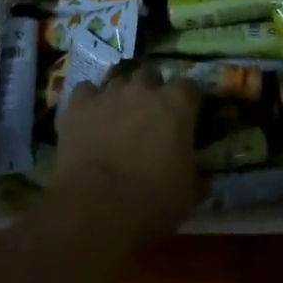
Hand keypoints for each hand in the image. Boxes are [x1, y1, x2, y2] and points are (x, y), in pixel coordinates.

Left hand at [54, 69, 201, 241]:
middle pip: (151, 75)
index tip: (187, 119)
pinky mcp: (78, 105)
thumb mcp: (189, 193)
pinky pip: (86, 91)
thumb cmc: (152, 200)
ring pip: (118, 81)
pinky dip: (90, 102)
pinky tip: (89, 119)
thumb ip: (196, 174)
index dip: (188, 103)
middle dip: (152, 91)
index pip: (190, 87)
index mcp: (177, 104)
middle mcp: (144, 88)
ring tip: (118, 119)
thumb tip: (203, 176)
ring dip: (121, 96)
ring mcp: (108, 93)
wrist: (96, 206)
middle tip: (150, 117)